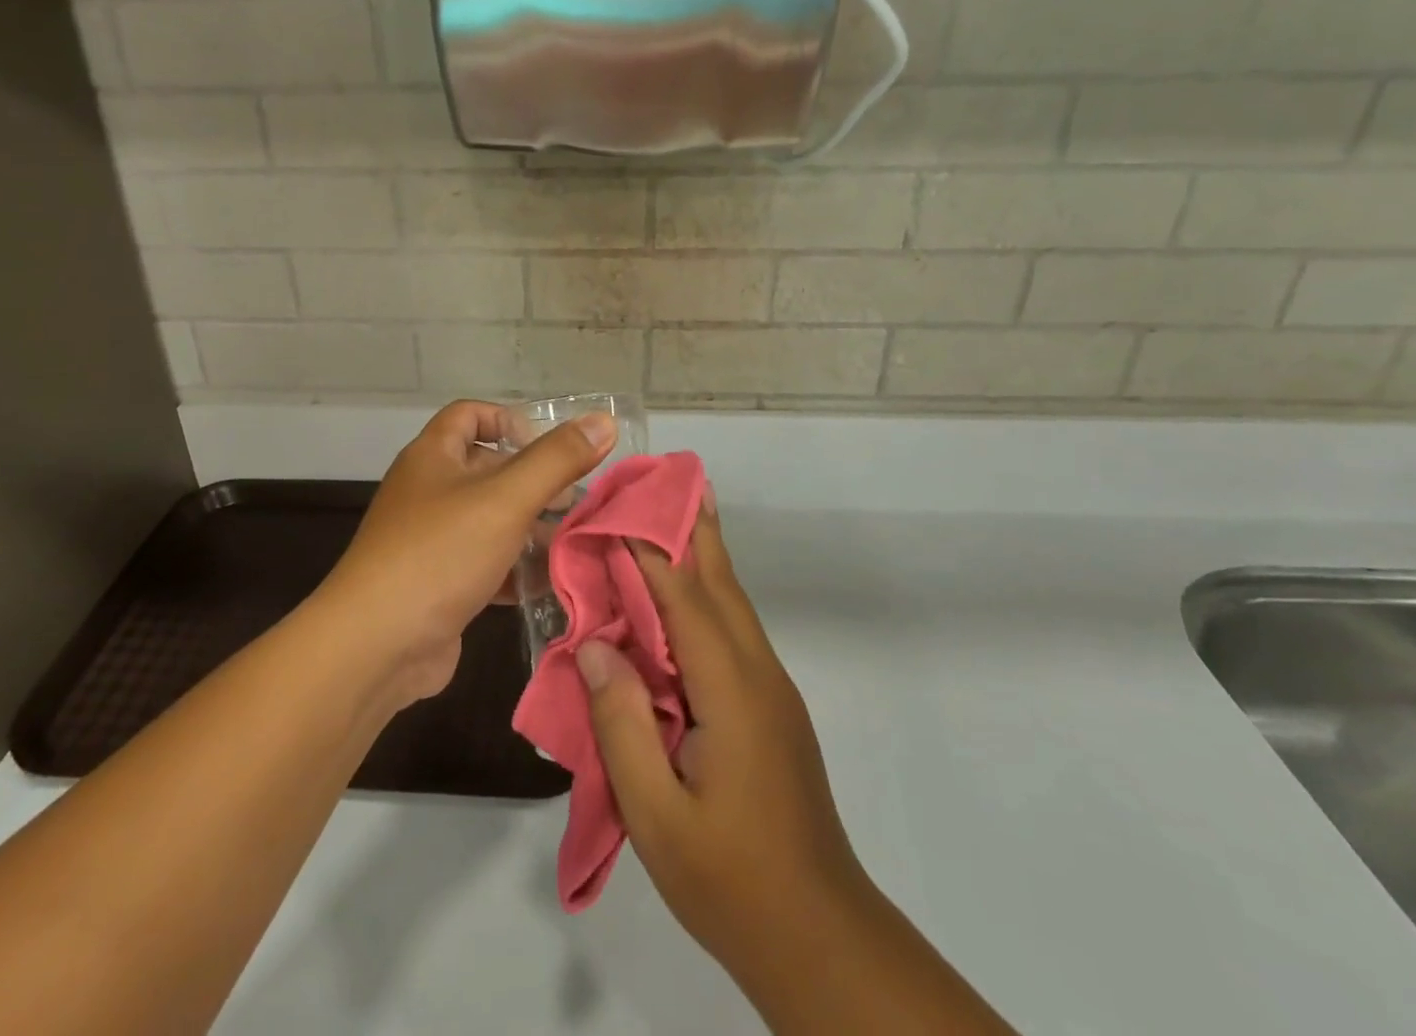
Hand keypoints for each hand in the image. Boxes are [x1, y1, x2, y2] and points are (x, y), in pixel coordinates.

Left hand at [318, 400, 614, 708]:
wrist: (375, 647)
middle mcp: (427, 491)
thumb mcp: (506, 498)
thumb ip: (557, 459)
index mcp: (433, 457)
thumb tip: (604, 420)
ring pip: (489, 521)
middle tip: (577, 499)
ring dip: (530, 528)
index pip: (470, 414)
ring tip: (573, 540)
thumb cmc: (440, 553)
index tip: (548, 445)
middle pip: (486, 469)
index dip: (509, 420)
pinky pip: (483, 564)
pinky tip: (548, 583)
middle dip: (533, 481)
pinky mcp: (438, 585)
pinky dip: (514, 570)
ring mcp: (430, 541)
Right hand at [576, 496, 869, 982]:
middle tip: (666, 479)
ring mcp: (771, 691)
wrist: (817, 937)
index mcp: (731, 691)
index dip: (651, 549)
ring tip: (673, 516)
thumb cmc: (729, 878)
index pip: (686, 599)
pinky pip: (732, 633)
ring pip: (732, 605)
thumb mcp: (656, 813)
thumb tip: (598, 646)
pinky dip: (705, 597)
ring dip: (703, 557)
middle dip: (694, 528)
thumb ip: (623, 725)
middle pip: (722, 584)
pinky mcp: (770, 709)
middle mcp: (758, 674)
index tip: (619, 508)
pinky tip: (681, 600)